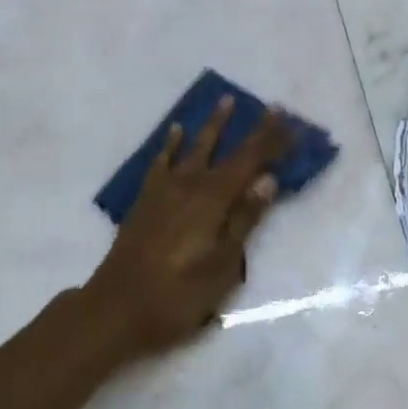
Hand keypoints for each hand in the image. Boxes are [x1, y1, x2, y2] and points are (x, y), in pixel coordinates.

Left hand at [79, 99, 291, 358]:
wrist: (117, 307)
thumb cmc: (178, 295)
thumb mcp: (222, 266)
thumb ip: (243, 220)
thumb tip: (267, 180)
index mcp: (212, 200)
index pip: (249, 161)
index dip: (271, 140)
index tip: (290, 120)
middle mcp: (189, 185)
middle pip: (225, 150)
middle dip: (250, 129)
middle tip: (270, 107)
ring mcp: (163, 190)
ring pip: (192, 147)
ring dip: (211, 126)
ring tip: (224, 101)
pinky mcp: (145, 200)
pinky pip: (161, 161)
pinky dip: (170, 145)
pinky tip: (175, 133)